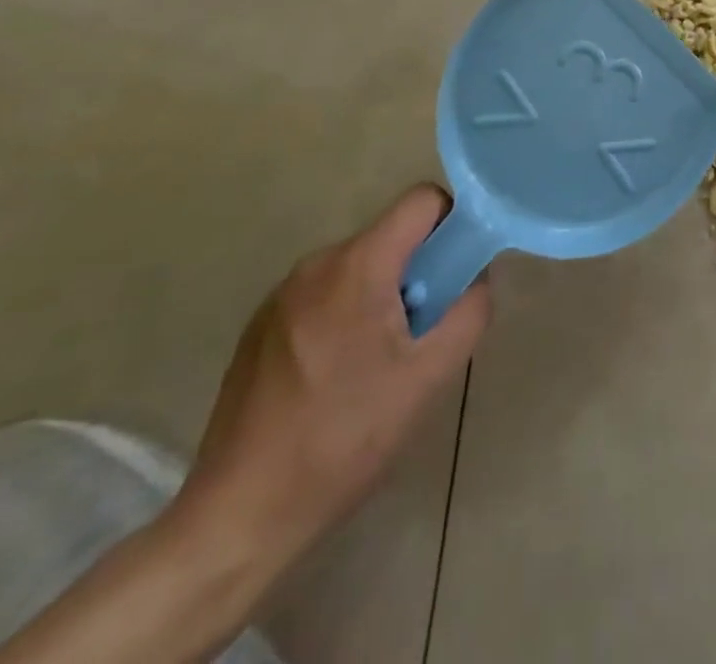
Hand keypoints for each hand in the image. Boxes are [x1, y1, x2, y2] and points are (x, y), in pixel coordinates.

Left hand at [174, 185, 489, 578]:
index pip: (423, 200)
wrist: (239, 514)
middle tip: (420, 334)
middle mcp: (316, 263)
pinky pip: (325, 295)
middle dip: (418, 272)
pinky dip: (346, 315)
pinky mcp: (260, 325)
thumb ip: (468, 312)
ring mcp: (281, 294)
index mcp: (358, 264)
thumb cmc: (345, 439)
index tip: (458, 272)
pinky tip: (337, 379)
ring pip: (359, 268)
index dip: (453, 223)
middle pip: (391, 237)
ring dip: (383, 297)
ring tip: (379, 365)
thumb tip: (476, 278)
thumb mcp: (428, 378)